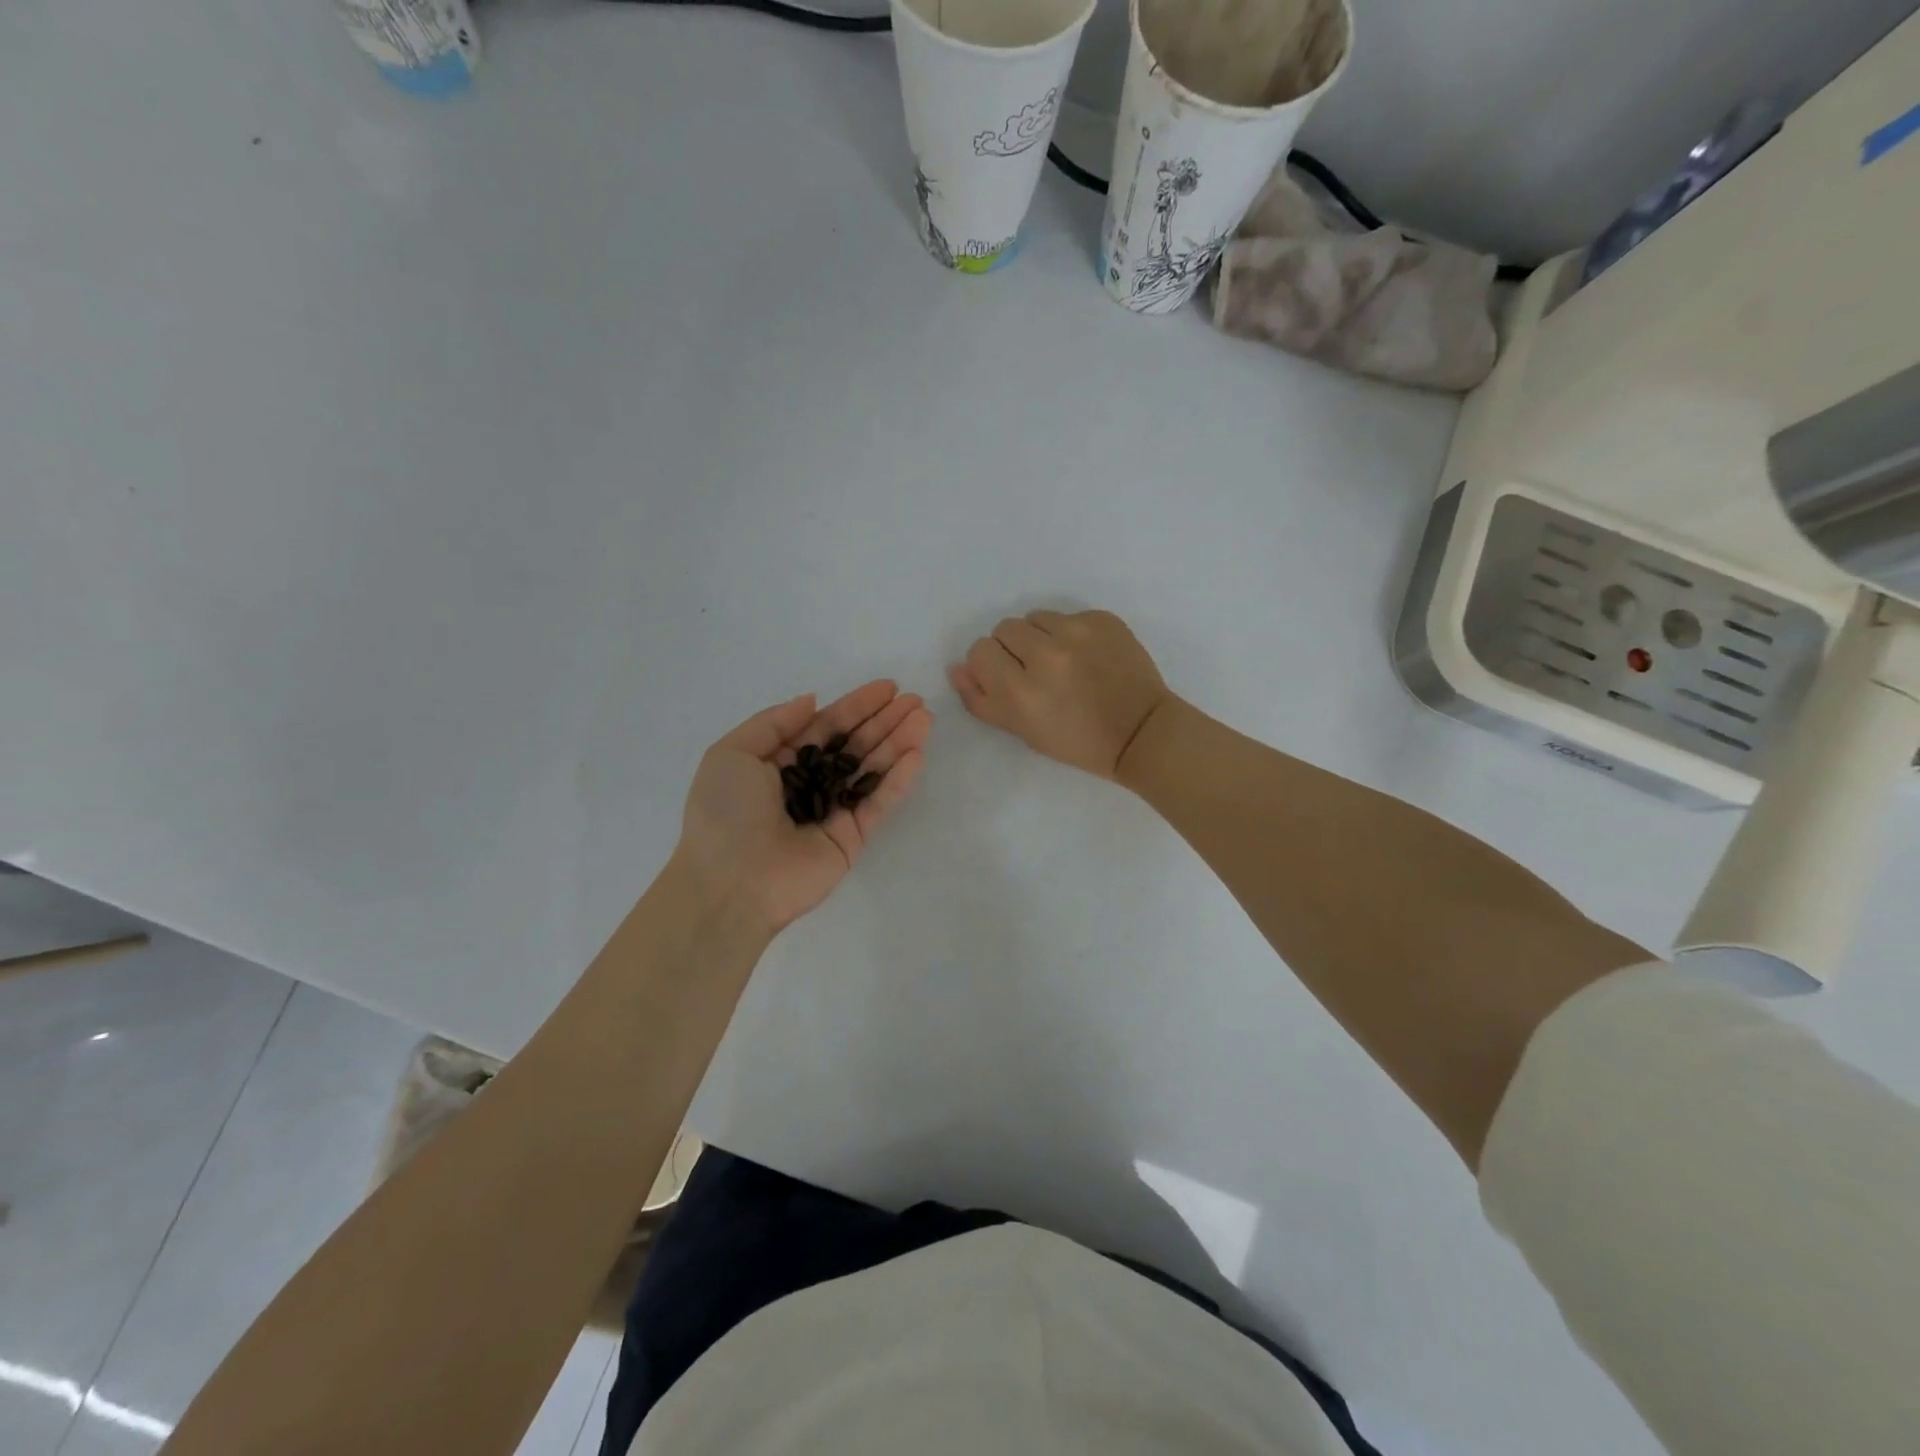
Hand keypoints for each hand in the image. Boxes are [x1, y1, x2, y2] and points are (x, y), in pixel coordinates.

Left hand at [677, 681, 931, 935]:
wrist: (730, 882)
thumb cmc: (724, 812)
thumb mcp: (732, 753)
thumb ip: (774, 723)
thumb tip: (812, 701)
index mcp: (780, 763)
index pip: (826, 727)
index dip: (855, 706)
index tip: (887, 688)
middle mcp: (810, 784)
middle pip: (854, 745)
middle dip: (884, 721)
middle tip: (914, 700)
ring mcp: (833, 811)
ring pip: (871, 770)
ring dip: (898, 743)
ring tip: (924, 718)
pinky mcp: (852, 837)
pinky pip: (878, 803)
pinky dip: (898, 779)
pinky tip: (916, 754)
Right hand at [948, 609, 1170, 779]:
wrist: (1140, 732)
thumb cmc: (1077, 741)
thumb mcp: (1023, 730)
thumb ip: (982, 699)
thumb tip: (957, 668)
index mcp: (1021, 690)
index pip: (980, 651)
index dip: (990, 665)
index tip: (1008, 678)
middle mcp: (1046, 654)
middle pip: (1004, 629)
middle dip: (1014, 648)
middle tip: (1035, 671)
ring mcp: (1078, 632)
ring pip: (1036, 618)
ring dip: (1041, 636)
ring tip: (1062, 661)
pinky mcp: (1103, 620)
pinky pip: (1069, 616)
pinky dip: (1072, 633)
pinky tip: (1088, 656)